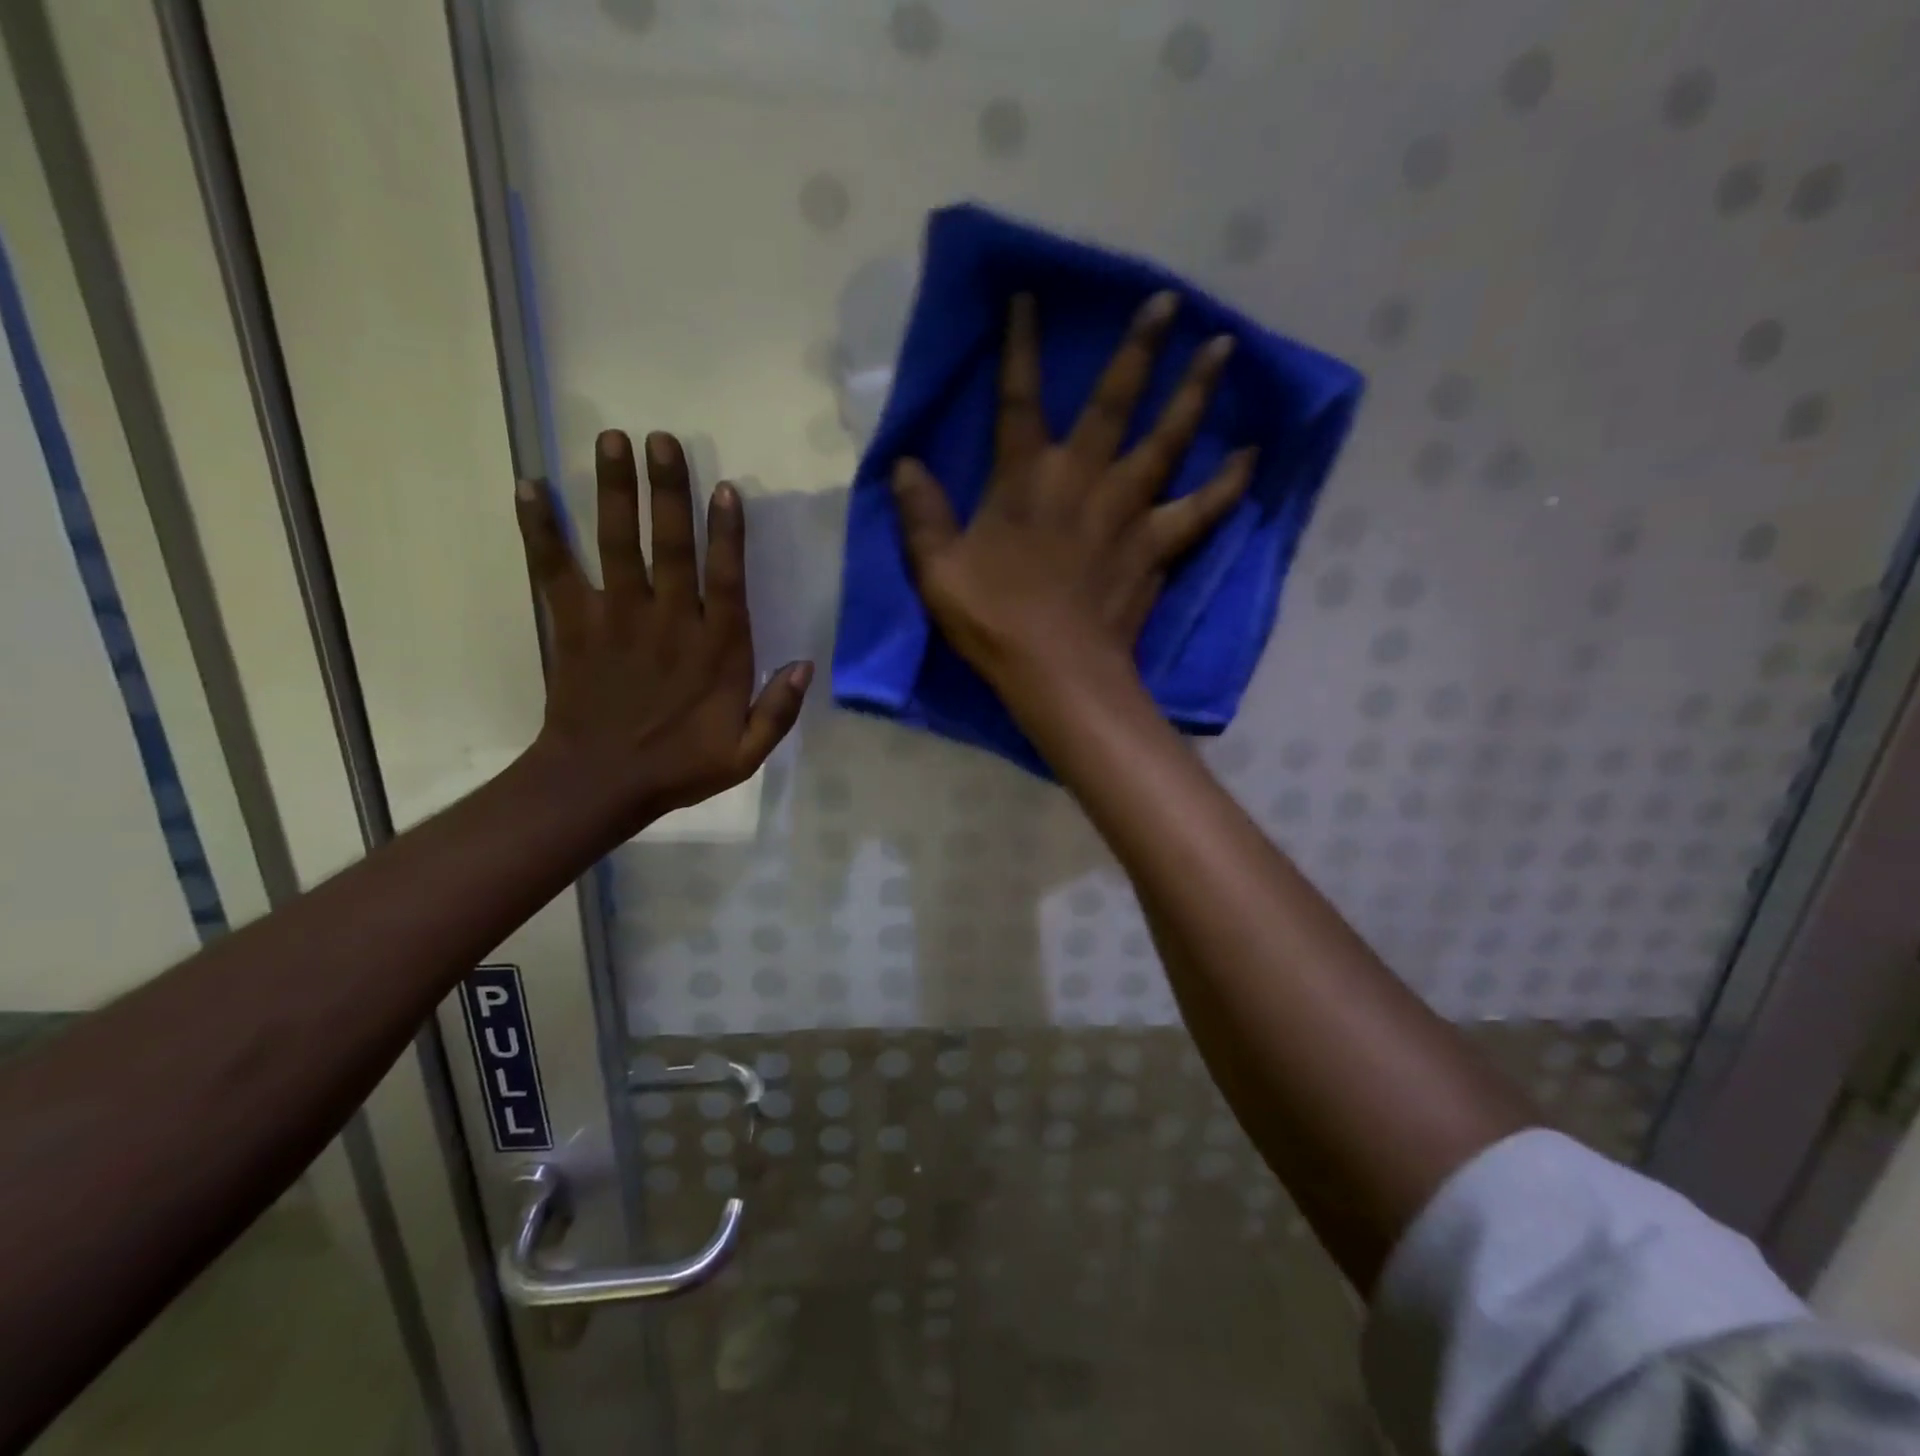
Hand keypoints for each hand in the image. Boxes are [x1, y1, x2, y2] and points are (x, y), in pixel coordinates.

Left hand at [515, 429, 809, 824]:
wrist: (599, 784)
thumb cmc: (678, 766)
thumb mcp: (745, 754)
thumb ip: (777, 710)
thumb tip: (806, 665)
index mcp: (715, 649)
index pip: (724, 579)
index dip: (726, 533)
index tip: (723, 487)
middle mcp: (668, 622)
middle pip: (669, 546)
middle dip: (667, 490)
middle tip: (662, 438)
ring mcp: (617, 619)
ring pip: (617, 544)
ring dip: (615, 491)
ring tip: (611, 440)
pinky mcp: (574, 625)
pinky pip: (554, 570)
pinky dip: (541, 530)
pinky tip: (530, 487)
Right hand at [889, 291, 1254, 690]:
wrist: (1057, 671)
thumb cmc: (994, 619)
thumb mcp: (937, 570)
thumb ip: (921, 514)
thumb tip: (903, 465)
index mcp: (1025, 478)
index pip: (1018, 399)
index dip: (1021, 346)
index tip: (1030, 296)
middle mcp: (1082, 478)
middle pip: (1114, 400)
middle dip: (1138, 347)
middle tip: (1169, 301)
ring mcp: (1127, 510)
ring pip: (1168, 440)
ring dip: (1195, 392)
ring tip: (1224, 348)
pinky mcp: (1156, 546)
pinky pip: (1202, 509)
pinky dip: (1228, 484)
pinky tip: (1251, 456)